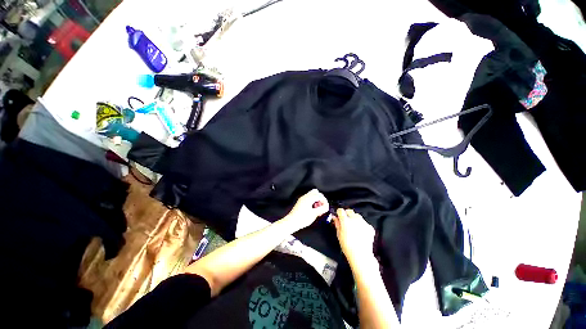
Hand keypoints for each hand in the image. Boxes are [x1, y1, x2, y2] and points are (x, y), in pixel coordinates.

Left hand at [282, 189, 328, 231]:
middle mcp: (305, 196)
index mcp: (309, 198)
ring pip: (312, 195)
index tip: (326, 207)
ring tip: (318, 208)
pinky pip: (308, 198)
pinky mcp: (300, 202)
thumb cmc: (303, 218)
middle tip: (322, 206)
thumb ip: (321, 209)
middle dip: (320, 198)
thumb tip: (326, 207)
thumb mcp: (314, 214)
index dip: (324, 201)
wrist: (291, 222)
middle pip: (315, 192)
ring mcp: (302, 199)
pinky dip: (312, 201)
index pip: (320, 195)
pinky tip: (313, 209)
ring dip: (316, 200)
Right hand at [332, 209, 375, 264]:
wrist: (361, 255)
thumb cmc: (347, 246)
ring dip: (354, 218)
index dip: (339, 213)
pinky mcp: (369, 227)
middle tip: (345, 221)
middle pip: (349, 211)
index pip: (341, 210)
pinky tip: (360, 231)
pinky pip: (364, 222)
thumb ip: (337, 224)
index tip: (338, 216)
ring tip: (353, 227)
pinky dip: (361, 224)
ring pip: (357, 215)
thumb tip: (335, 217)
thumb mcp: (339, 235)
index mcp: (346, 220)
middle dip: (346, 214)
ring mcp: (363, 222)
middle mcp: (355, 219)